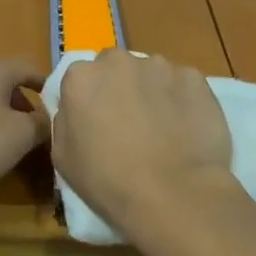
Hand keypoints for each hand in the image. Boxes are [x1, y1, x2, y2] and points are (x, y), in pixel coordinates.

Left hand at [0, 58, 49, 209]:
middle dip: (26, 105)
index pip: (29, 67)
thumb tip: (50, 118)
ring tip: (15, 145)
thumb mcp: (22, 135)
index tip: (61, 106)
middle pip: (7, 83)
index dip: (48, 85)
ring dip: (4, 118)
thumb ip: (42, 123)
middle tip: (39, 131)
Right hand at [51, 50, 235, 234]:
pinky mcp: (193, 77)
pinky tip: (186, 131)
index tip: (98, 123)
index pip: (81, 78)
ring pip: (151, 74)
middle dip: (120, 89)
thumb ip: (66, 120)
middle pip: (116, 68)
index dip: (90, 100)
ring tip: (163, 131)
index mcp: (81, 77)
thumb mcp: (63, 157)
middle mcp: (118, 61)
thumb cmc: (109, 182)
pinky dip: (182, 101)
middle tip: (130, 125)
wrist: (174, 194)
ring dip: (152, 93)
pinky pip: (182, 85)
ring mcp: (159, 66)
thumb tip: (77, 110)